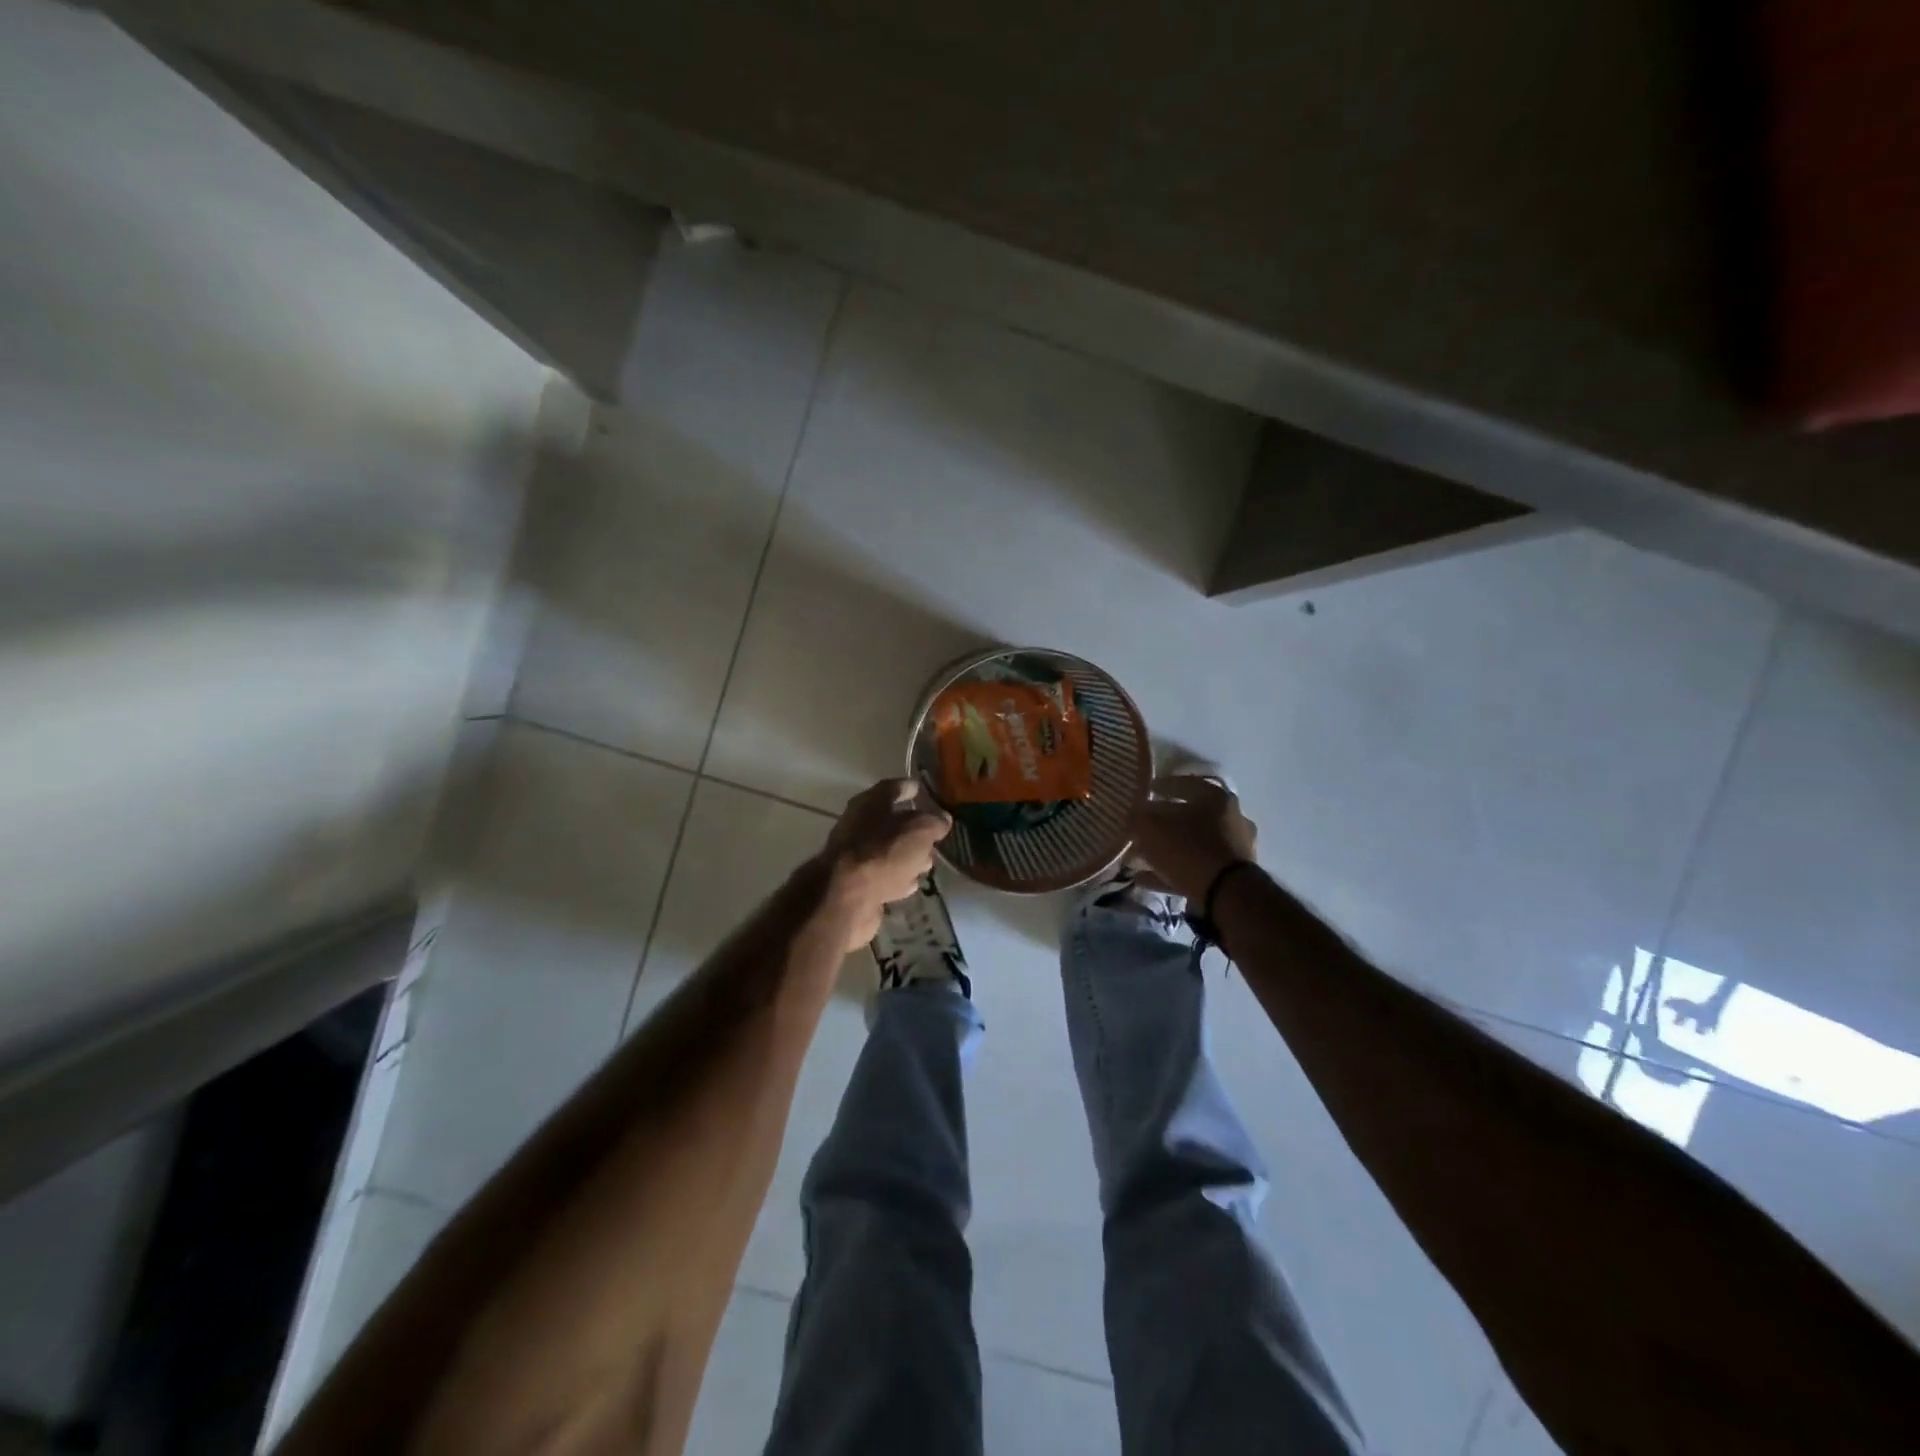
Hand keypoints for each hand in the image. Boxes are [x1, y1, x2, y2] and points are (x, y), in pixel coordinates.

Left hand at [820, 779, 952, 949]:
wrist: (846, 896)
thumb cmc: (884, 852)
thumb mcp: (920, 831)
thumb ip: (934, 822)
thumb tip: (942, 819)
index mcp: (870, 803)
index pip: (893, 788)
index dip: (909, 788)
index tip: (922, 790)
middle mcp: (859, 825)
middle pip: (890, 821)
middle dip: (913, 828)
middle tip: (934, 834)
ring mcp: (855, 855)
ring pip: (888, 850)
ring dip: (907, 856)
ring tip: (929, 862)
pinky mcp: (857, 883)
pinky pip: (883, 875)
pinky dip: (897, 877)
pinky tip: (912, 884)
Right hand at [1128, 775, 1258, 902]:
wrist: (1226, 895)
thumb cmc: (1188, 849)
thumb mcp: (1152, 827)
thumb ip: (1139, 817)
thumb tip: (1136, 814)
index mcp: (1216, 797)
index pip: (1185, 783)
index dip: (1161, 786)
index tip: (1145, 791)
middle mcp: (1232, 818)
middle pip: (1191, 815)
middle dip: (1165, 821)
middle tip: (1144, 826)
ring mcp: (1235, 848)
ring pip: (1193, 844)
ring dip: (1168, 849)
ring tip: (1139, 857)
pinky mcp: (1232, 876)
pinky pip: (1195, 868)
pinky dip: (1171, 871)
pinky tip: (1145, 879)